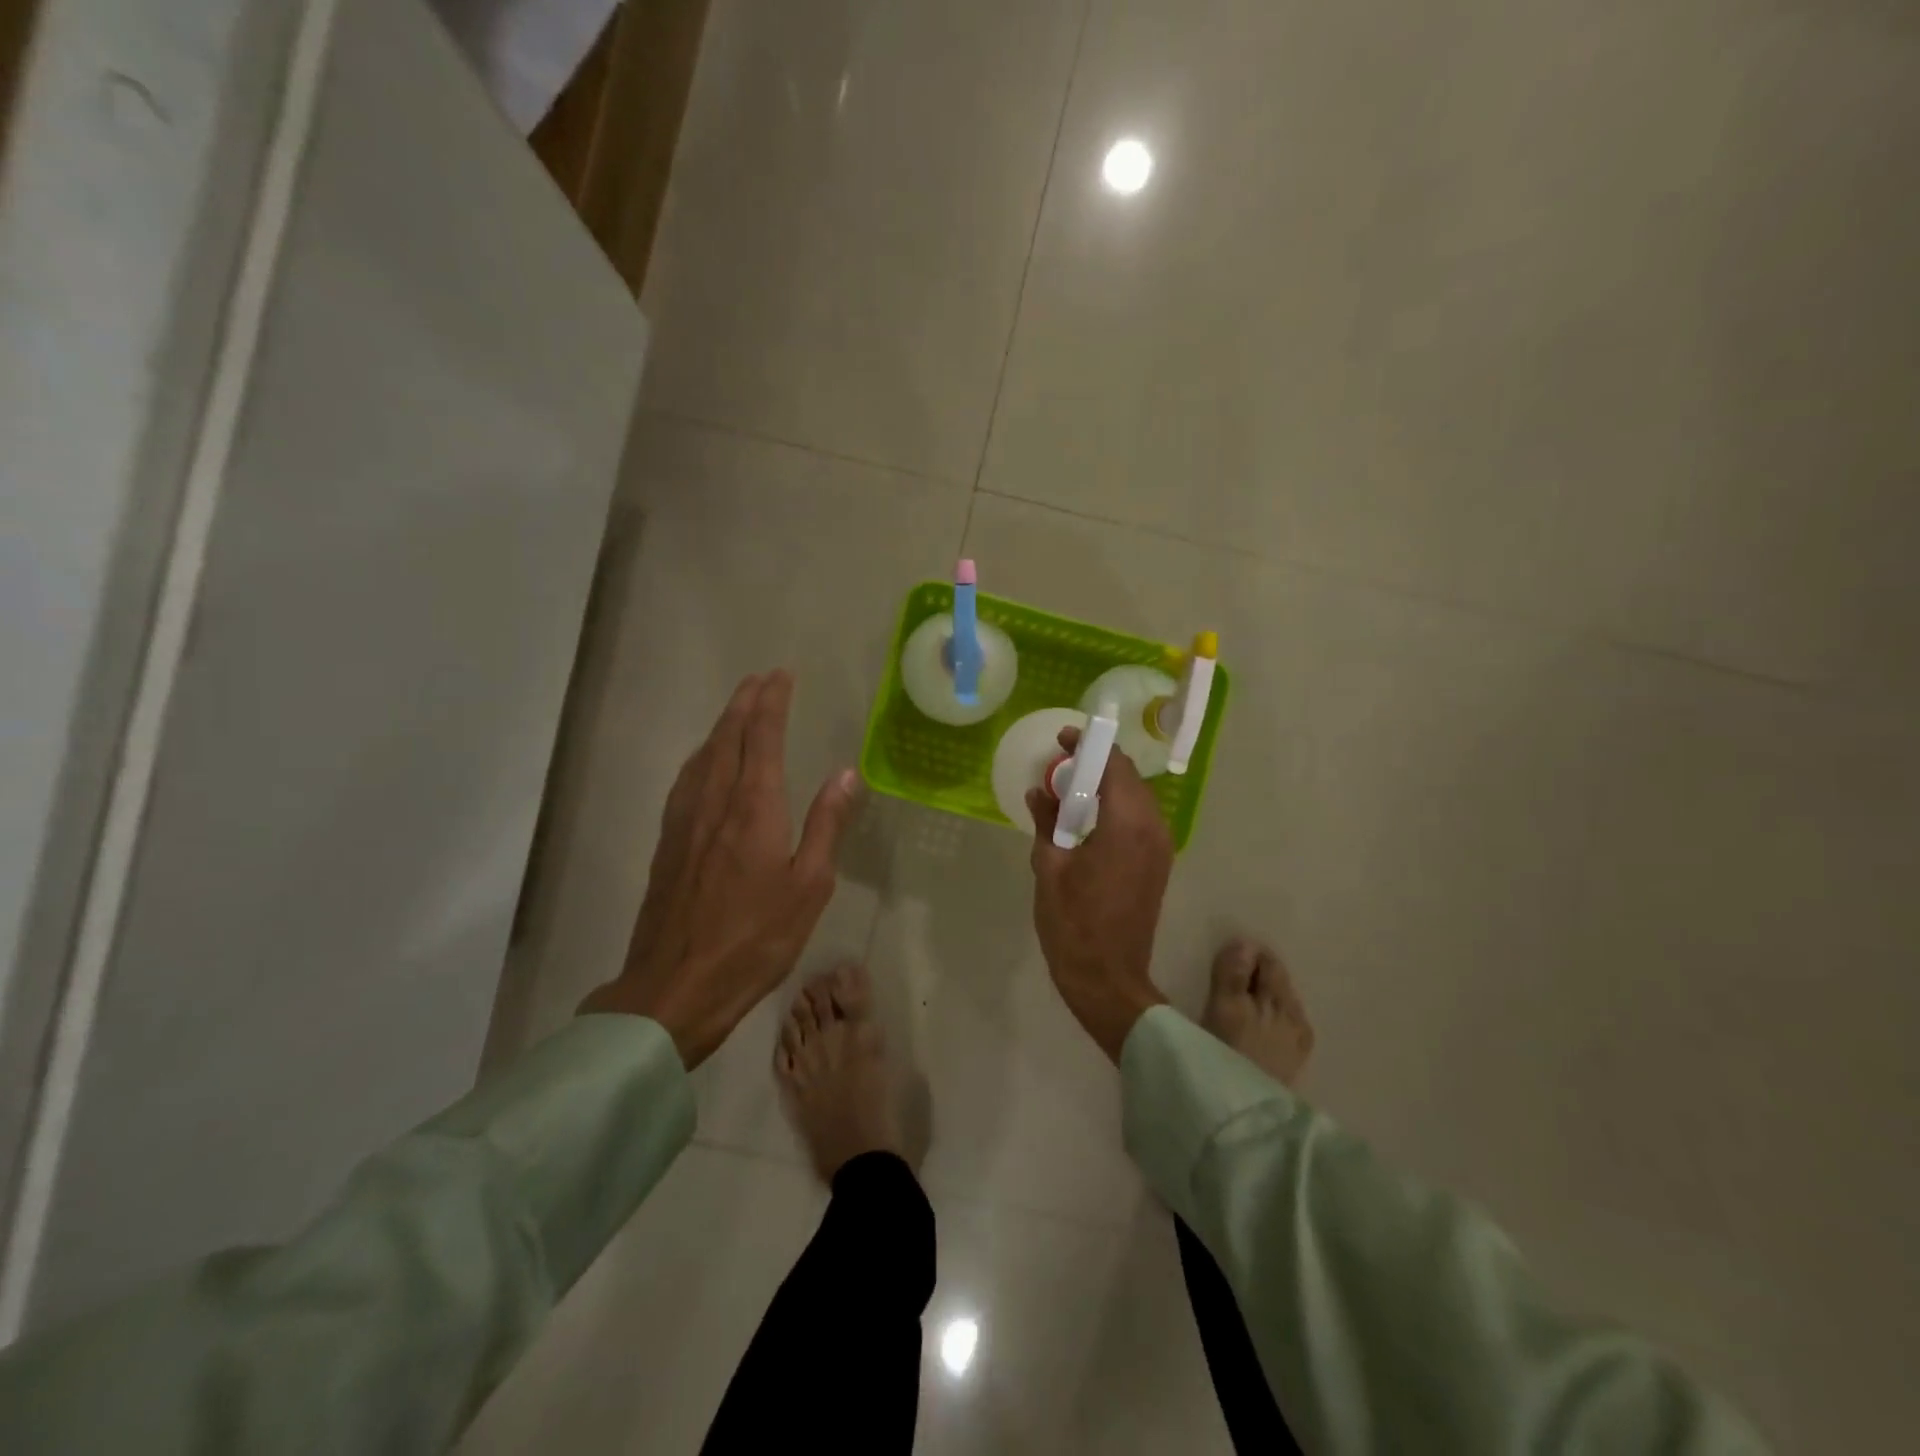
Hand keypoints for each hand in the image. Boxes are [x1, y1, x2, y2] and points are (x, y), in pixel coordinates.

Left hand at [579, 672, 859, 1067]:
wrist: (676, 986)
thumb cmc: (755, 939)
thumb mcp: (808, 886)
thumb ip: (826, 825)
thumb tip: (845, 774)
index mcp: (753, 808)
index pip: (762, 737)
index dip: (772, 702)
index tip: (782, 676)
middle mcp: (714, 802)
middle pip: (728, 737)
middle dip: (745, 703)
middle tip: (761, 679)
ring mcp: (684, 821)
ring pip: (702, 755)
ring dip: (722, 725)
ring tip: (737, 709)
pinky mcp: (667, 842)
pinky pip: (686, 779)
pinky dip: (701, 755)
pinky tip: (704, 762)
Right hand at [1026, 727, 1172, 1063]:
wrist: (1108, 978)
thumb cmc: (1073, 924)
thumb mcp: (1049, 868)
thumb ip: (1046, 822)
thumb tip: (1040, 792)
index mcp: (1126, 825)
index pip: (1114, 765)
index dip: (1090, 746)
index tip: (1064, 739)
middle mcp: (1152, 829)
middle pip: (1129, 778)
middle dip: (1097, 764)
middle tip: (1061, 764)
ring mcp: (1161, 848)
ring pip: (1137, 799)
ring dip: (1108, 786)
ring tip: (1071, 790)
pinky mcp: (1159, 864)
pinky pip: (1141, 820)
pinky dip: (1117, 808)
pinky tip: (1089, 819)